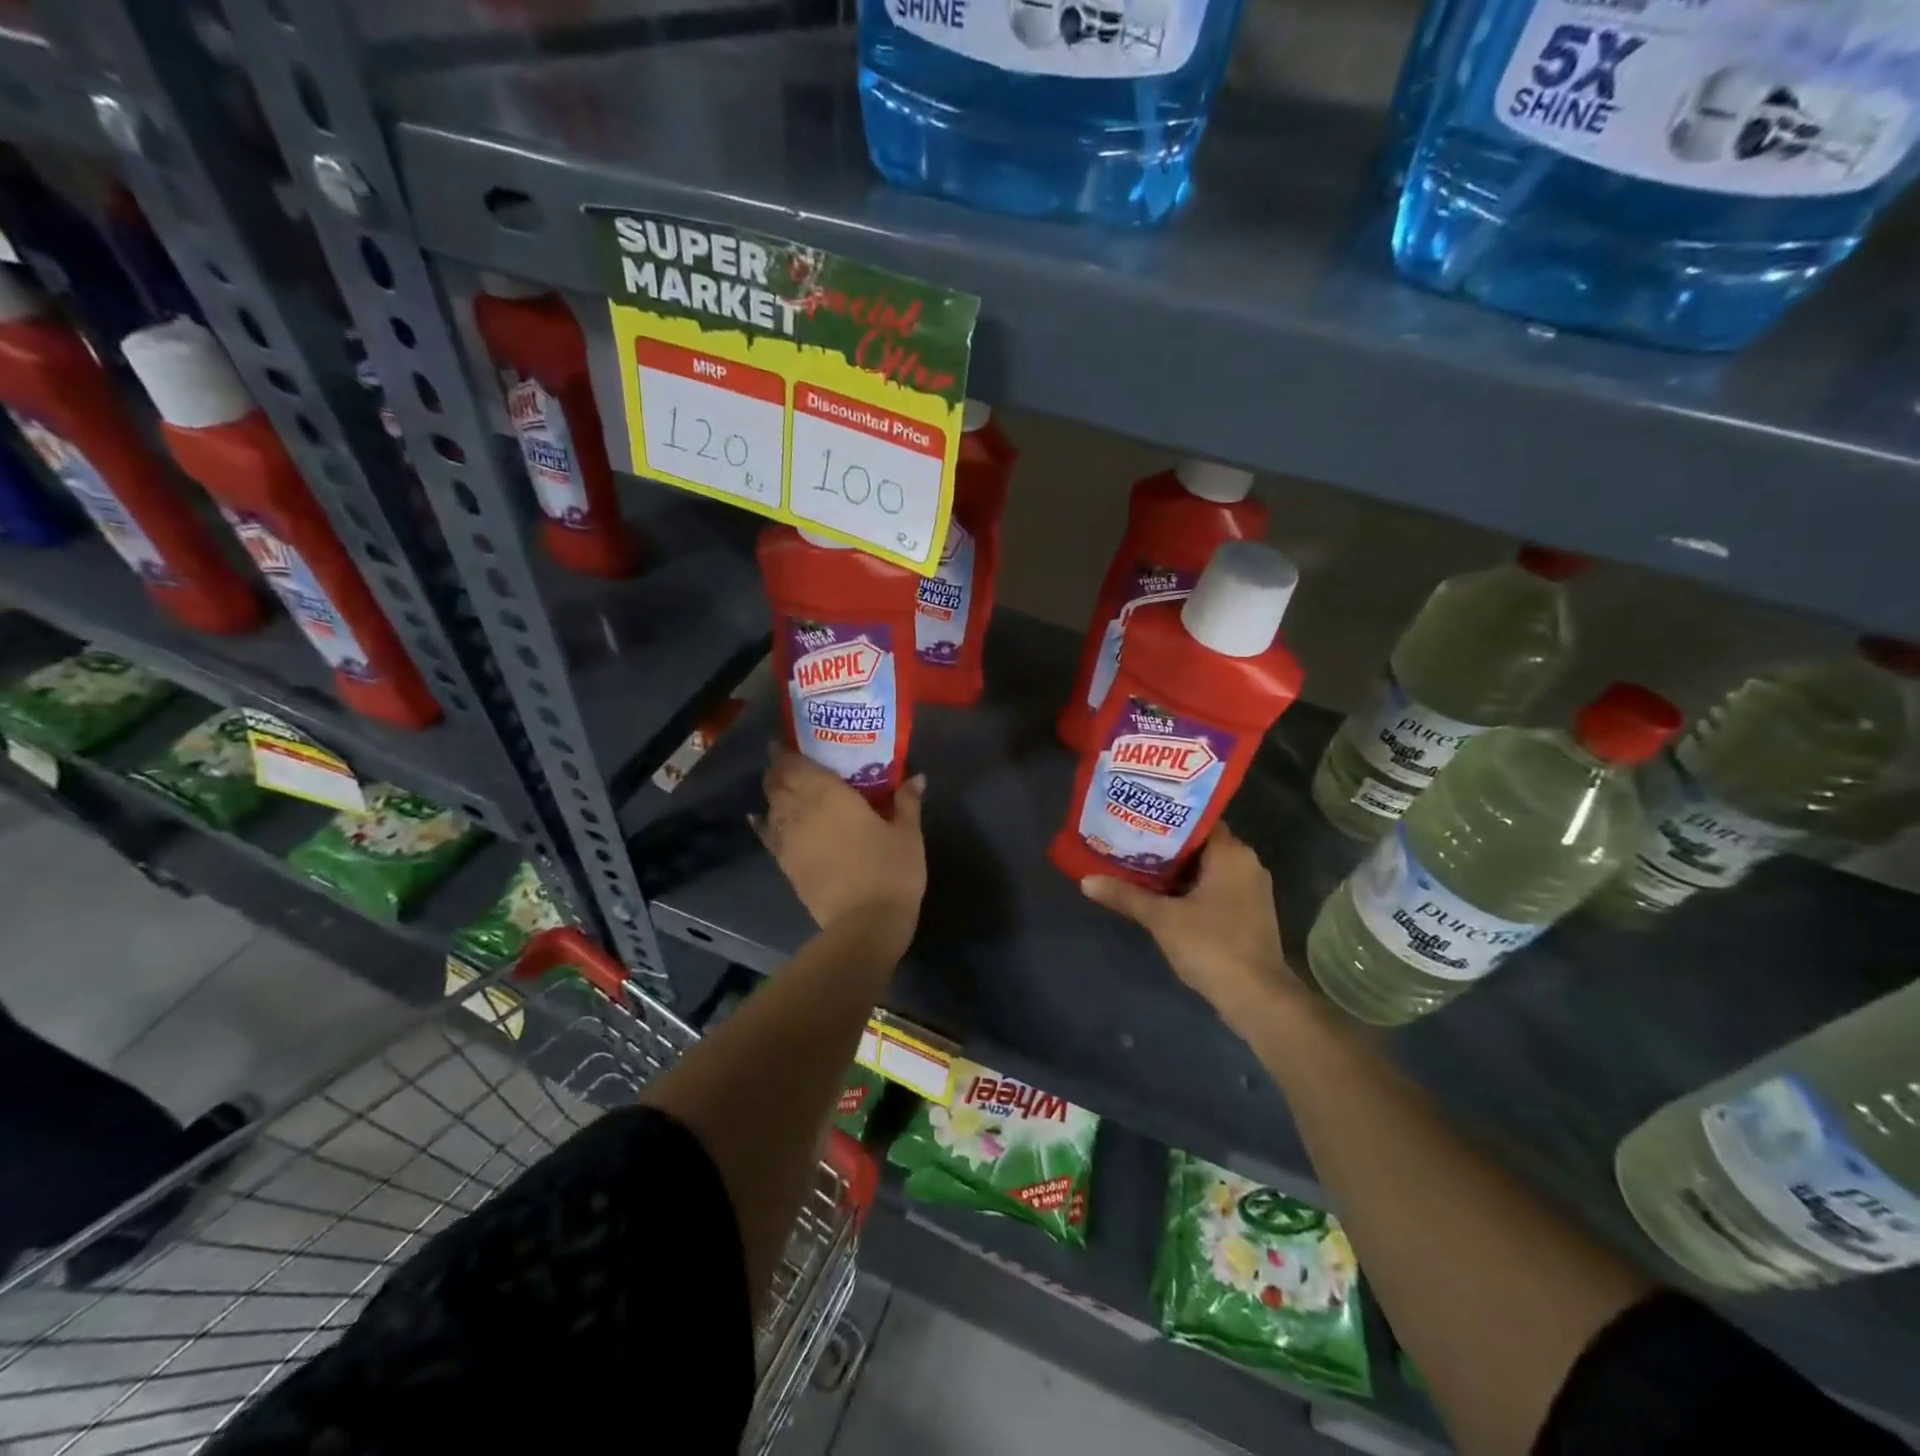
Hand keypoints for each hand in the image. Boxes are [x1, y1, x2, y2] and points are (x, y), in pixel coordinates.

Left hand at [754, 749, 926, 947]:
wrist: (865, 923)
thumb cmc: (890, 870)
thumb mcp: (907, 833)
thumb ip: (907, 802)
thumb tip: (917, 777)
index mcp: (830, 795)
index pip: (796, 766)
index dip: (786, 752)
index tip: (786, 743)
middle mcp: (801, 811)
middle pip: (777, 783)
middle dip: (778, 770)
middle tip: (787, 763)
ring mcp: (789, 840)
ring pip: (770, 807)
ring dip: (773, 794)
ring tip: (781, 786)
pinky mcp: (786, 865)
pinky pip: (767, 836)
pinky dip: (762, 823)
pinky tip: (759, 818)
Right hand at [1080, 824, 1299, 1034]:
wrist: (1256, 997)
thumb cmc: (1211, 944)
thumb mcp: (1162, 918)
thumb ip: (1125, 895)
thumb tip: (1086, 881)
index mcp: (1232, 854)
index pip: (1197, 821)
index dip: (1165, 820)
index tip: (1136, 819)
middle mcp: (1247, 864)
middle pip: (1200, 845)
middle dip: (1165, 846)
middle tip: (1128, 842)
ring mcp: (1251, 891)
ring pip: (1207, 869)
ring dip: (1176, 871)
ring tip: (1137, 866)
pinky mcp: (1248, 914)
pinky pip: (1215, 888)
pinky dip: (1190, 889)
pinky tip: (1160, 896)